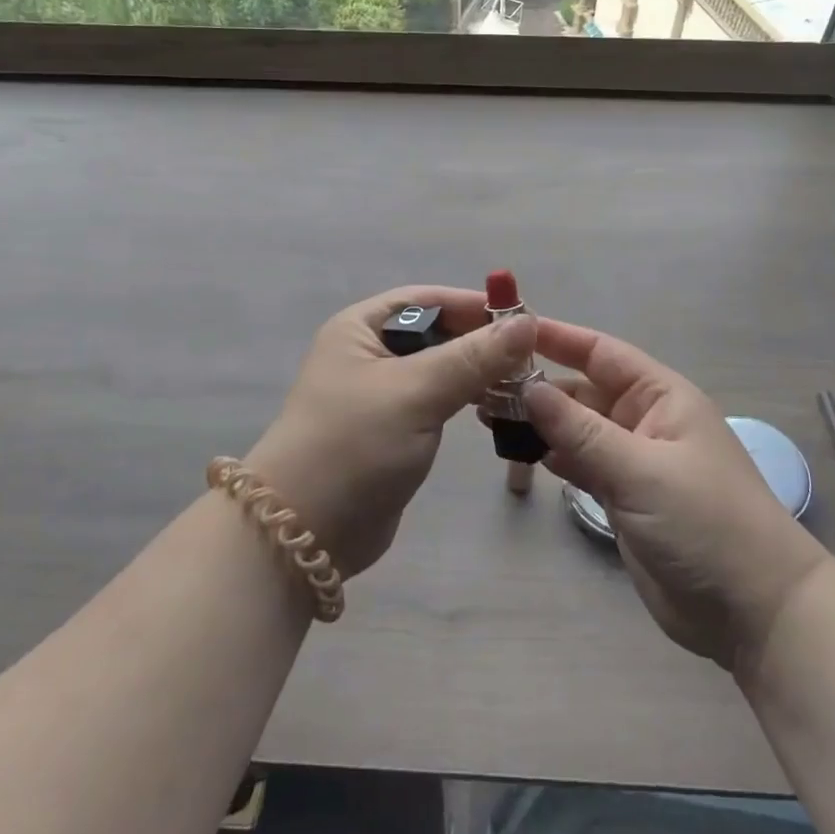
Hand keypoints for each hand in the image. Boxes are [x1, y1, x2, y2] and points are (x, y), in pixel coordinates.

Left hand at [245, 286, 537, 578]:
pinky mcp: (392, 431)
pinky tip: (496, 409)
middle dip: (480, 341)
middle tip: (530, 357)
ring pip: (440, 369)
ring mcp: (380, 395)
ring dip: (477, 373)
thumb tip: (526, 322)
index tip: (523, 319)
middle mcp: (368, 353)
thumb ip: (473, 357)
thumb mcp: (415, 392)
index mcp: (361, 328)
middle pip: (436, 332)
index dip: (473, 305)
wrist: (304, 533)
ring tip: (522, 384)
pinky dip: (465, 401)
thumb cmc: (353, 444)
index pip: (427, 299)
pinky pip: (437, 403)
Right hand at [523, 318, 829, 673]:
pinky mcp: (625, 498)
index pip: (601, 353)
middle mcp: (645, 420)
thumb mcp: (641, 469)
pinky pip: (581, 464)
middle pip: (583, 391)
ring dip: (540, 423)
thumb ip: (581, 430)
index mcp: (661, 397)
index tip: (509, 331)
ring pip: (577, 429)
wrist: (754, 611)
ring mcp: (634, 461)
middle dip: (537, 387)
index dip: (557, 338)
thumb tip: (528, 387)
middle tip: (482, 386)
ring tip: (488, 417)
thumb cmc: (705, 523)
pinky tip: (522, 453)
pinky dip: (554, 457)